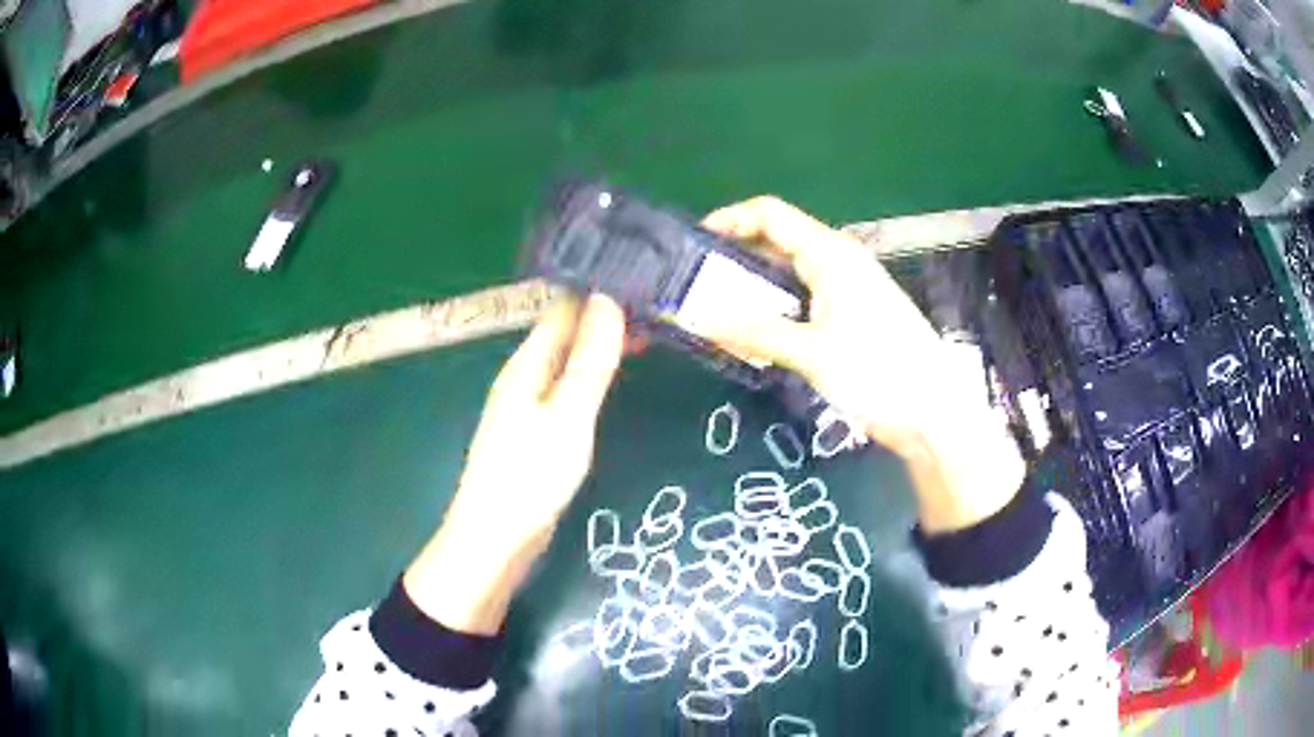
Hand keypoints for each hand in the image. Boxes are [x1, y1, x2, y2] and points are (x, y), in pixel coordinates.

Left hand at [405, 294, 625, 632]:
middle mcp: (523, 376)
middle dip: (605, 317)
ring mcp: (526, 404)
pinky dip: (591, 376)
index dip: (600, 292)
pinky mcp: (533, 430)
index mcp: (526, 363)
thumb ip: (590, 361)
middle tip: (657, 309)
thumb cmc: (530, 476)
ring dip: (600, 346)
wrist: (495, 539)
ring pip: (567, 361)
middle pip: (565, 332)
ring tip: (647, 336)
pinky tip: (612, 381)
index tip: (644, 278)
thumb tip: (609, 300)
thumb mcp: (568, 415)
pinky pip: (565, 388)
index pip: (564, 309)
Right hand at [697, 197, 1023, 532]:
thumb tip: (702, 319)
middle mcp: (838, 262)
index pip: (771, 215)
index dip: (730, 220)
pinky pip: (803, 301)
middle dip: (735, 260)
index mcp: (831, 254)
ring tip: (717, 317)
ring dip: (753, 292)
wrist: (934, 414)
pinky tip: (756, 339)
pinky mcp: (852, 316)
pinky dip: (776, 313)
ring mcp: (848, 289)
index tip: (694, 244)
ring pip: (789, 275)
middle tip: (697, 289)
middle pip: (777, 243)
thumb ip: (757, 332)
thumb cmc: (879, 373)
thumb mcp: (813, 353)